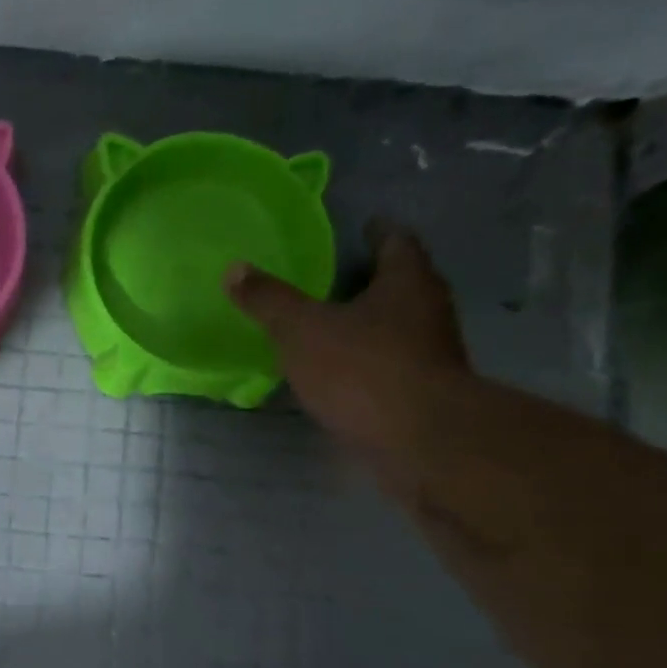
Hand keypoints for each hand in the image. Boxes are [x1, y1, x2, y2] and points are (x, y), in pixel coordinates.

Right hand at [226, 220, 468, 454]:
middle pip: (402, 283)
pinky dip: (369, 359)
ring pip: (398, 324)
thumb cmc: (362, 369)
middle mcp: (429, 309)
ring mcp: (432, 352)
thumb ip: (268, 301)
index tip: (362, 227)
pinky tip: (341, 371)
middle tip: (335, 277)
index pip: (397, 241)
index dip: (377, 232)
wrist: (419, 440)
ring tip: (331, 324)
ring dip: (370, 322)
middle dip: (372, 279)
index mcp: (407, 281)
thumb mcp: (302, 330)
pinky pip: (393, 362)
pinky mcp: (425, 391)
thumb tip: (234, 268)